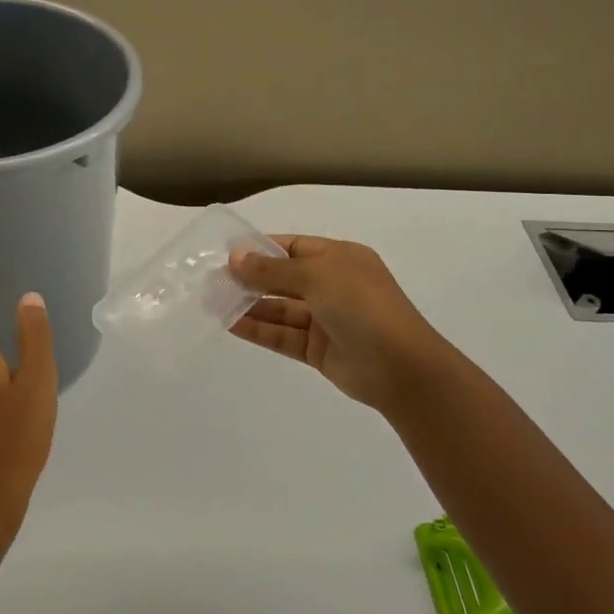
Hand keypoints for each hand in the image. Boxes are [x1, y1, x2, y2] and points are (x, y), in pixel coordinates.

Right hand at [228, 236, 452, 413]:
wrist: (400, 366)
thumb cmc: (361, 305)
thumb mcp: (316, 276)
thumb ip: (272, 270)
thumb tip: (235, 258)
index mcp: (340, 258)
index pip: (294, 247)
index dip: (261, 249)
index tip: (227, 254)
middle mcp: (333, 286)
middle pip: (285, 279)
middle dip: (251, 279)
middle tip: (213, 281)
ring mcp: (326, 319)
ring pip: (281, 309)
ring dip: (251, 305)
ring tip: (214, 302)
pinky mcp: (319, 350)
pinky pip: (283, 335)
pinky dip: (259, 329)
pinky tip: (230, 324)